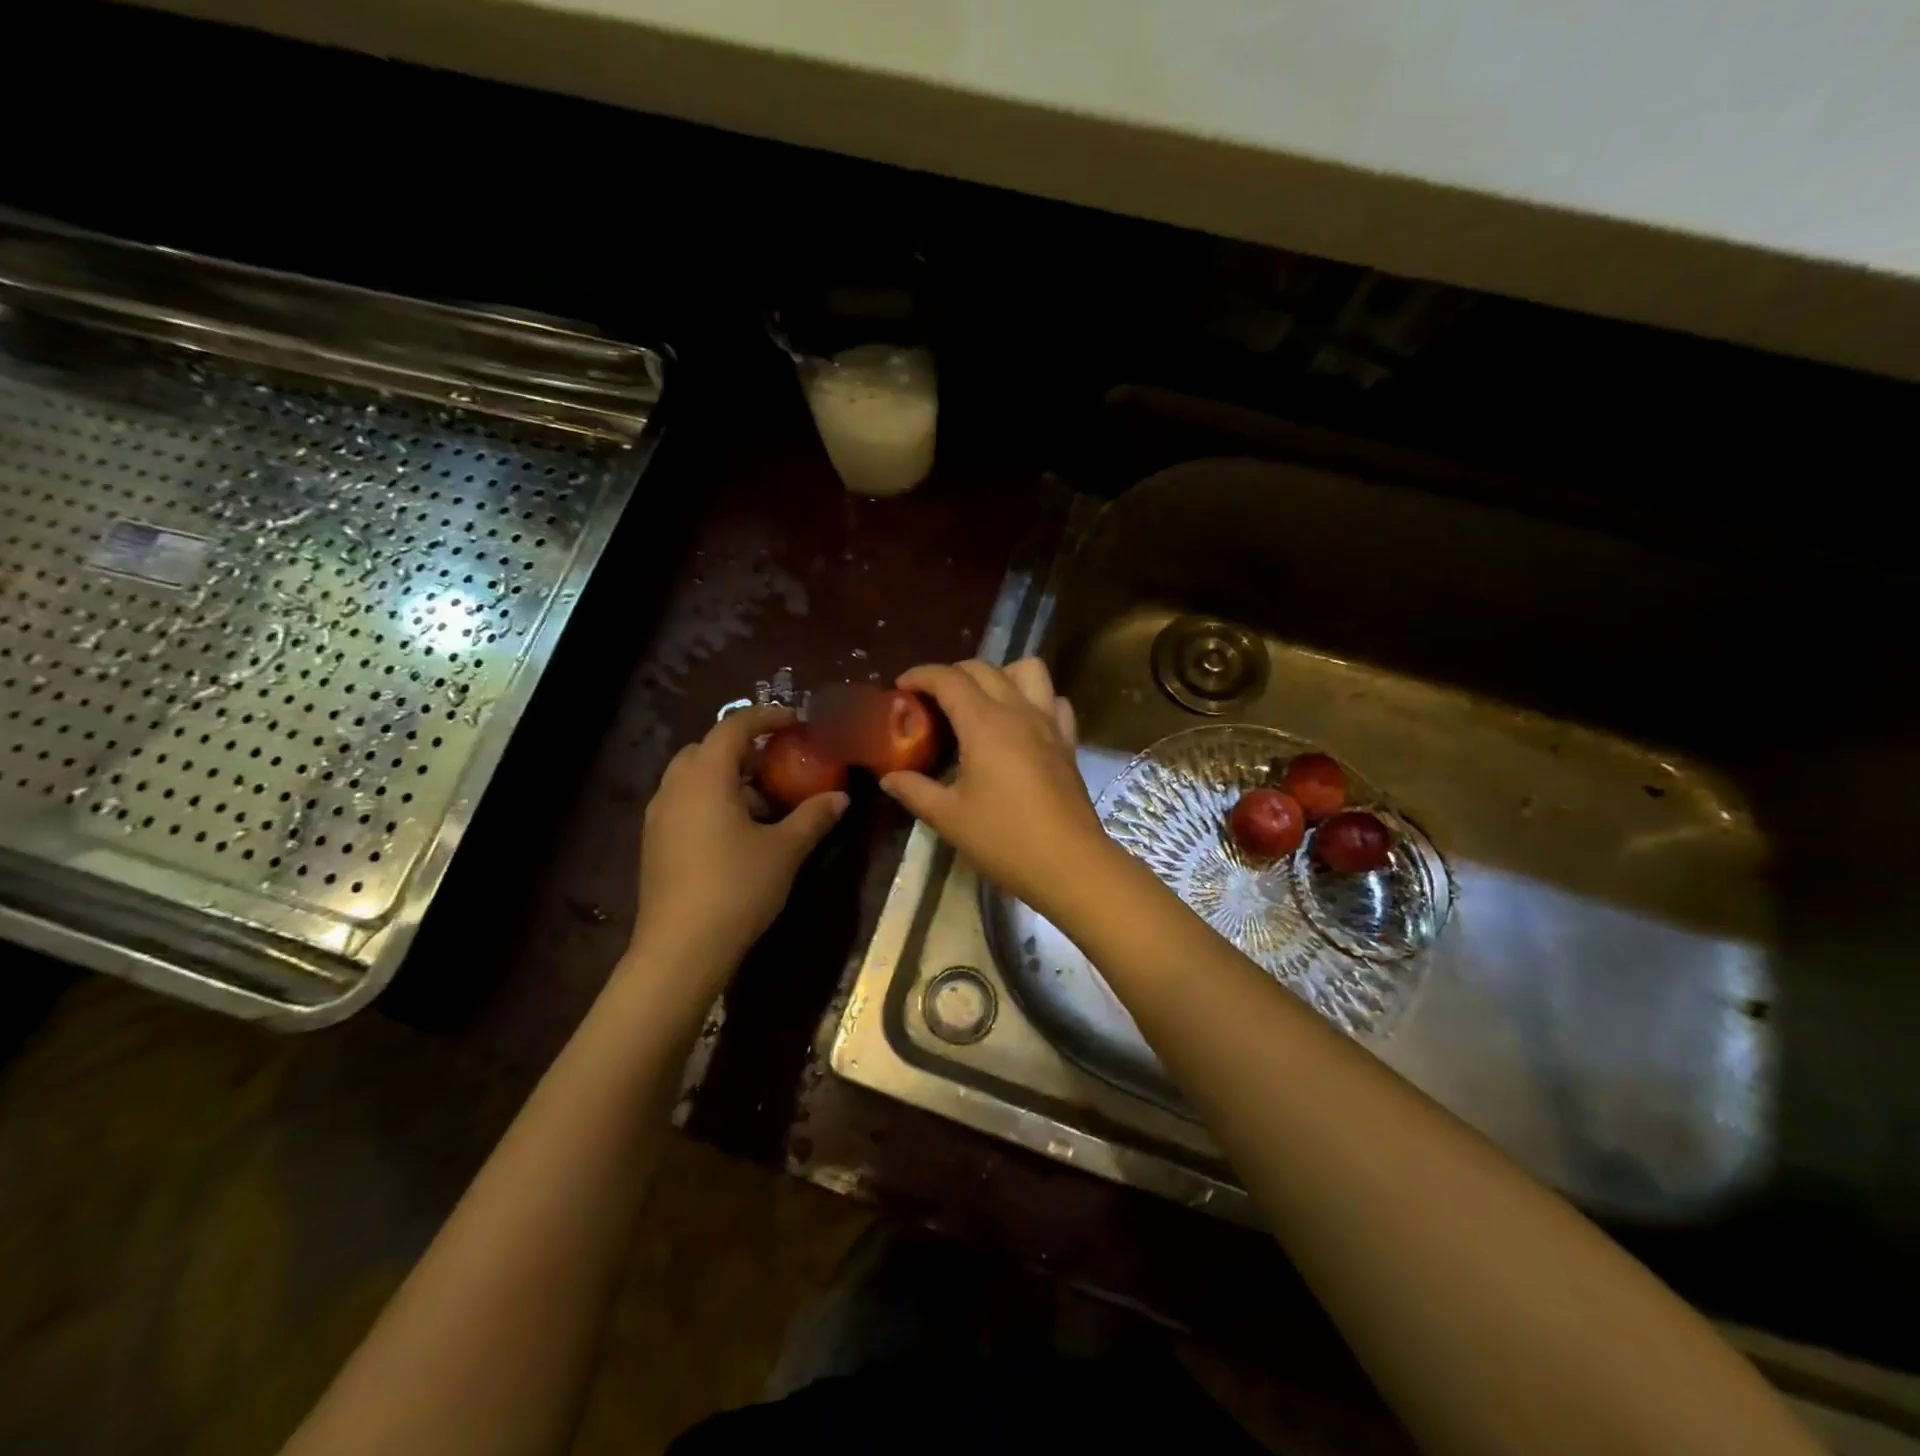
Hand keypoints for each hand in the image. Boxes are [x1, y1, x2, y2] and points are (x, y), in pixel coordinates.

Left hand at [629, 705, 846, 989]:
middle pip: (706, 748)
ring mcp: (659, 817)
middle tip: (776, 761)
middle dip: (742, 747)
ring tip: (761, 799)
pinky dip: (710, 799)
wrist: (681, 950)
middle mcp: (675, 788)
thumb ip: (813, 817)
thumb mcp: (784, 850)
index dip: (765, 717)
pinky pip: (684, 802)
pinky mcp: (654, 843)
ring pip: (692, 777)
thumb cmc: (737, 888)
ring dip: (725, 775)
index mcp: (706, 778)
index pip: (733, 727)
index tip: (795, 720)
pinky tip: (737, 830)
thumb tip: (840, 797)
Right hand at [879, 659, 1108, 916]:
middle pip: (983, 668)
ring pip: (1028, 670)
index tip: (901, 688)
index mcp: (984, 723)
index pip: (948, 678)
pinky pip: (1054, 701)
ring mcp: (1049, 723)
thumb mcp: (949, 817)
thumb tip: (889, 778)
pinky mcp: (1068, 741)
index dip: (920, 676)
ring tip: (981, 701)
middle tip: (931, 700)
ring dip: (1000, 674)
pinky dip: (1035, 699)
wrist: (1069, 864)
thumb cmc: (1004, 839)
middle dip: (952, 674)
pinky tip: (1021, 723)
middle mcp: (1018, 711)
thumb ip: (915, 791)